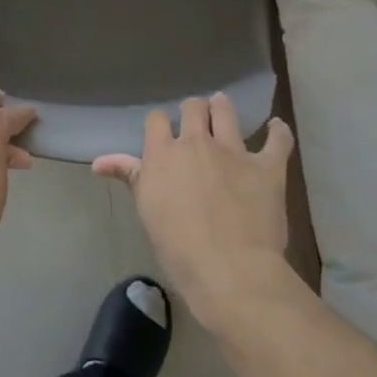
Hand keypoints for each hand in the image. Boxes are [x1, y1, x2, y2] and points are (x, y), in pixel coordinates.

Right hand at [94, 94, 297, 331]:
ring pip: (226, 112)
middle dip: (194, 110)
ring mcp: (234, 151)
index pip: (157, 119)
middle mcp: (197, 142)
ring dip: (223, 108)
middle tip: (196, 121)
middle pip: (193, 107)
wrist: (229, 269)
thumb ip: (130, 176)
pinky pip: (278, 140)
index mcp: (163, 153)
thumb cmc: (178, 247)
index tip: (164, 134)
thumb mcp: (147, 210)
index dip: (161, 124)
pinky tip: (276, 128)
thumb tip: (99, 161)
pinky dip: (278, 132)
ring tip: (222, 109)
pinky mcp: (267, 166)